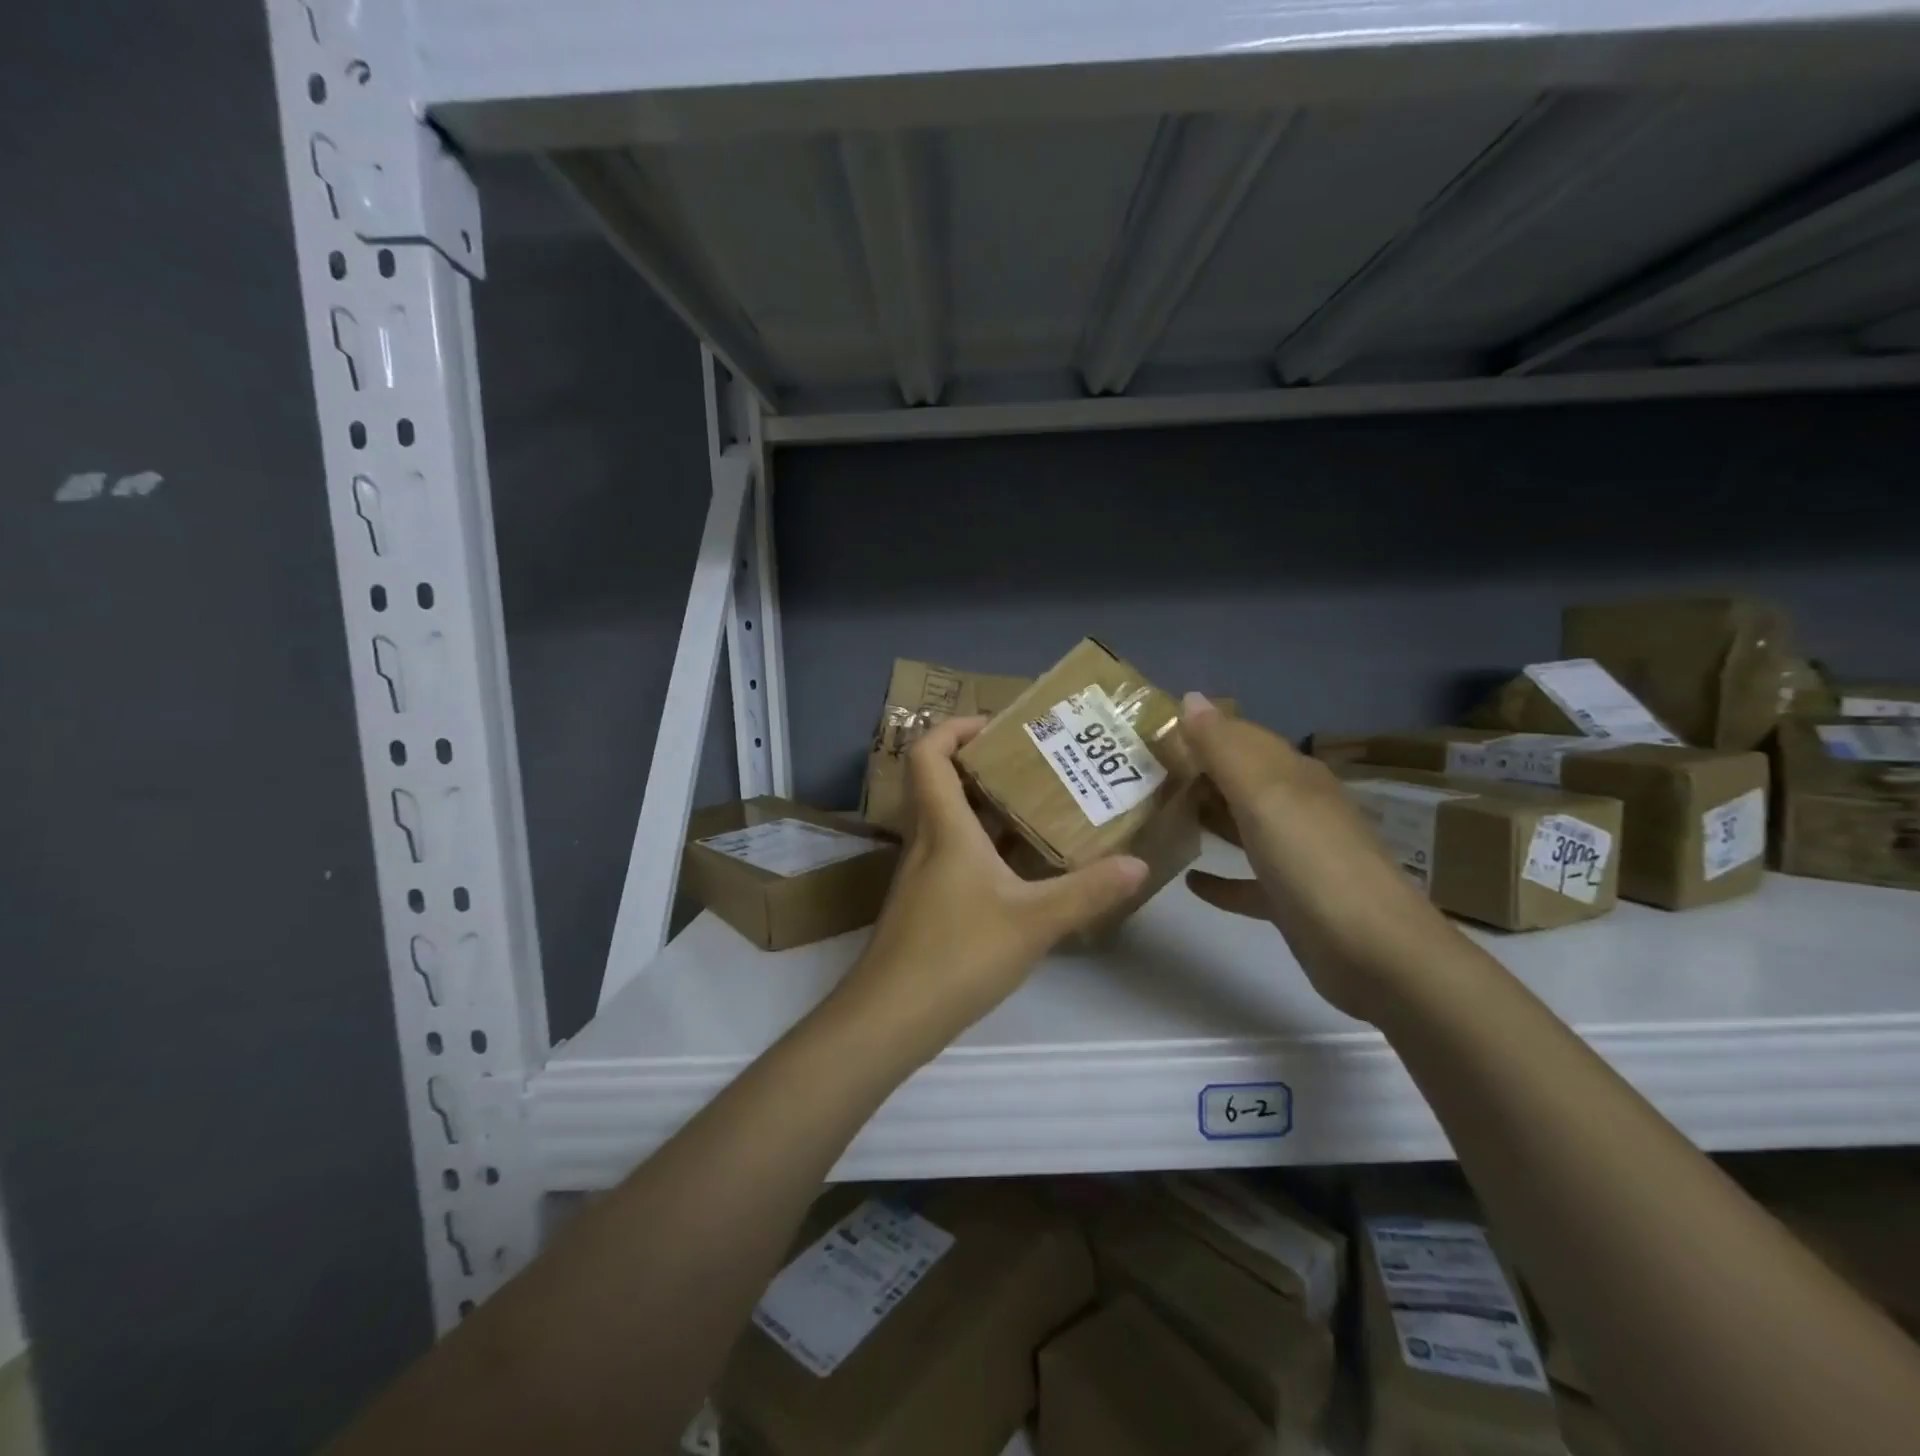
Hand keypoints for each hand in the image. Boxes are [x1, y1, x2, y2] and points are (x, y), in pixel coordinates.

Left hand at [830, 716, 1148, 1060]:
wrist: (891, 1017)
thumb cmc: (958, 954)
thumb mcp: (1034, 922)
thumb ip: (1088, 892)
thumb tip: (1139, 864)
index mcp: (944, 827)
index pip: (928, 752)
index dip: (954, 727)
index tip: (998, 727)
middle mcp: (925, 840)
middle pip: (940, 781)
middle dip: (984, 764)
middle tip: (1034, 765)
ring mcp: (920, 874)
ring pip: (948, 821)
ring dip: (987, 808)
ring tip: (1039, 809)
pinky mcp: (923, 904)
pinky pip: (952, 855)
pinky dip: (983, 847)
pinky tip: (1020, 871)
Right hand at [1180, 693, 1457, 1024]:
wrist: (1376, 954)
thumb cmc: (1313, 863)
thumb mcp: (1264, 795)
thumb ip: (1224, 748)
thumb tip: (1191, 697)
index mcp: (1293, 776)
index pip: (1241, 737)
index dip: (1200, 730)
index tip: (1149, 731)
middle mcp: (1296, 808)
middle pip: (1240, 780)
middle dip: (1195, 772)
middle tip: (1139, 774)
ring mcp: (1296, 856)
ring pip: (1242, 826)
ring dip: (1206, 817)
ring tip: (1155, 814)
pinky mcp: (1290, 902)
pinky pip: (1246, 881)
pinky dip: (1219, 878)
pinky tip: (1188, 880)